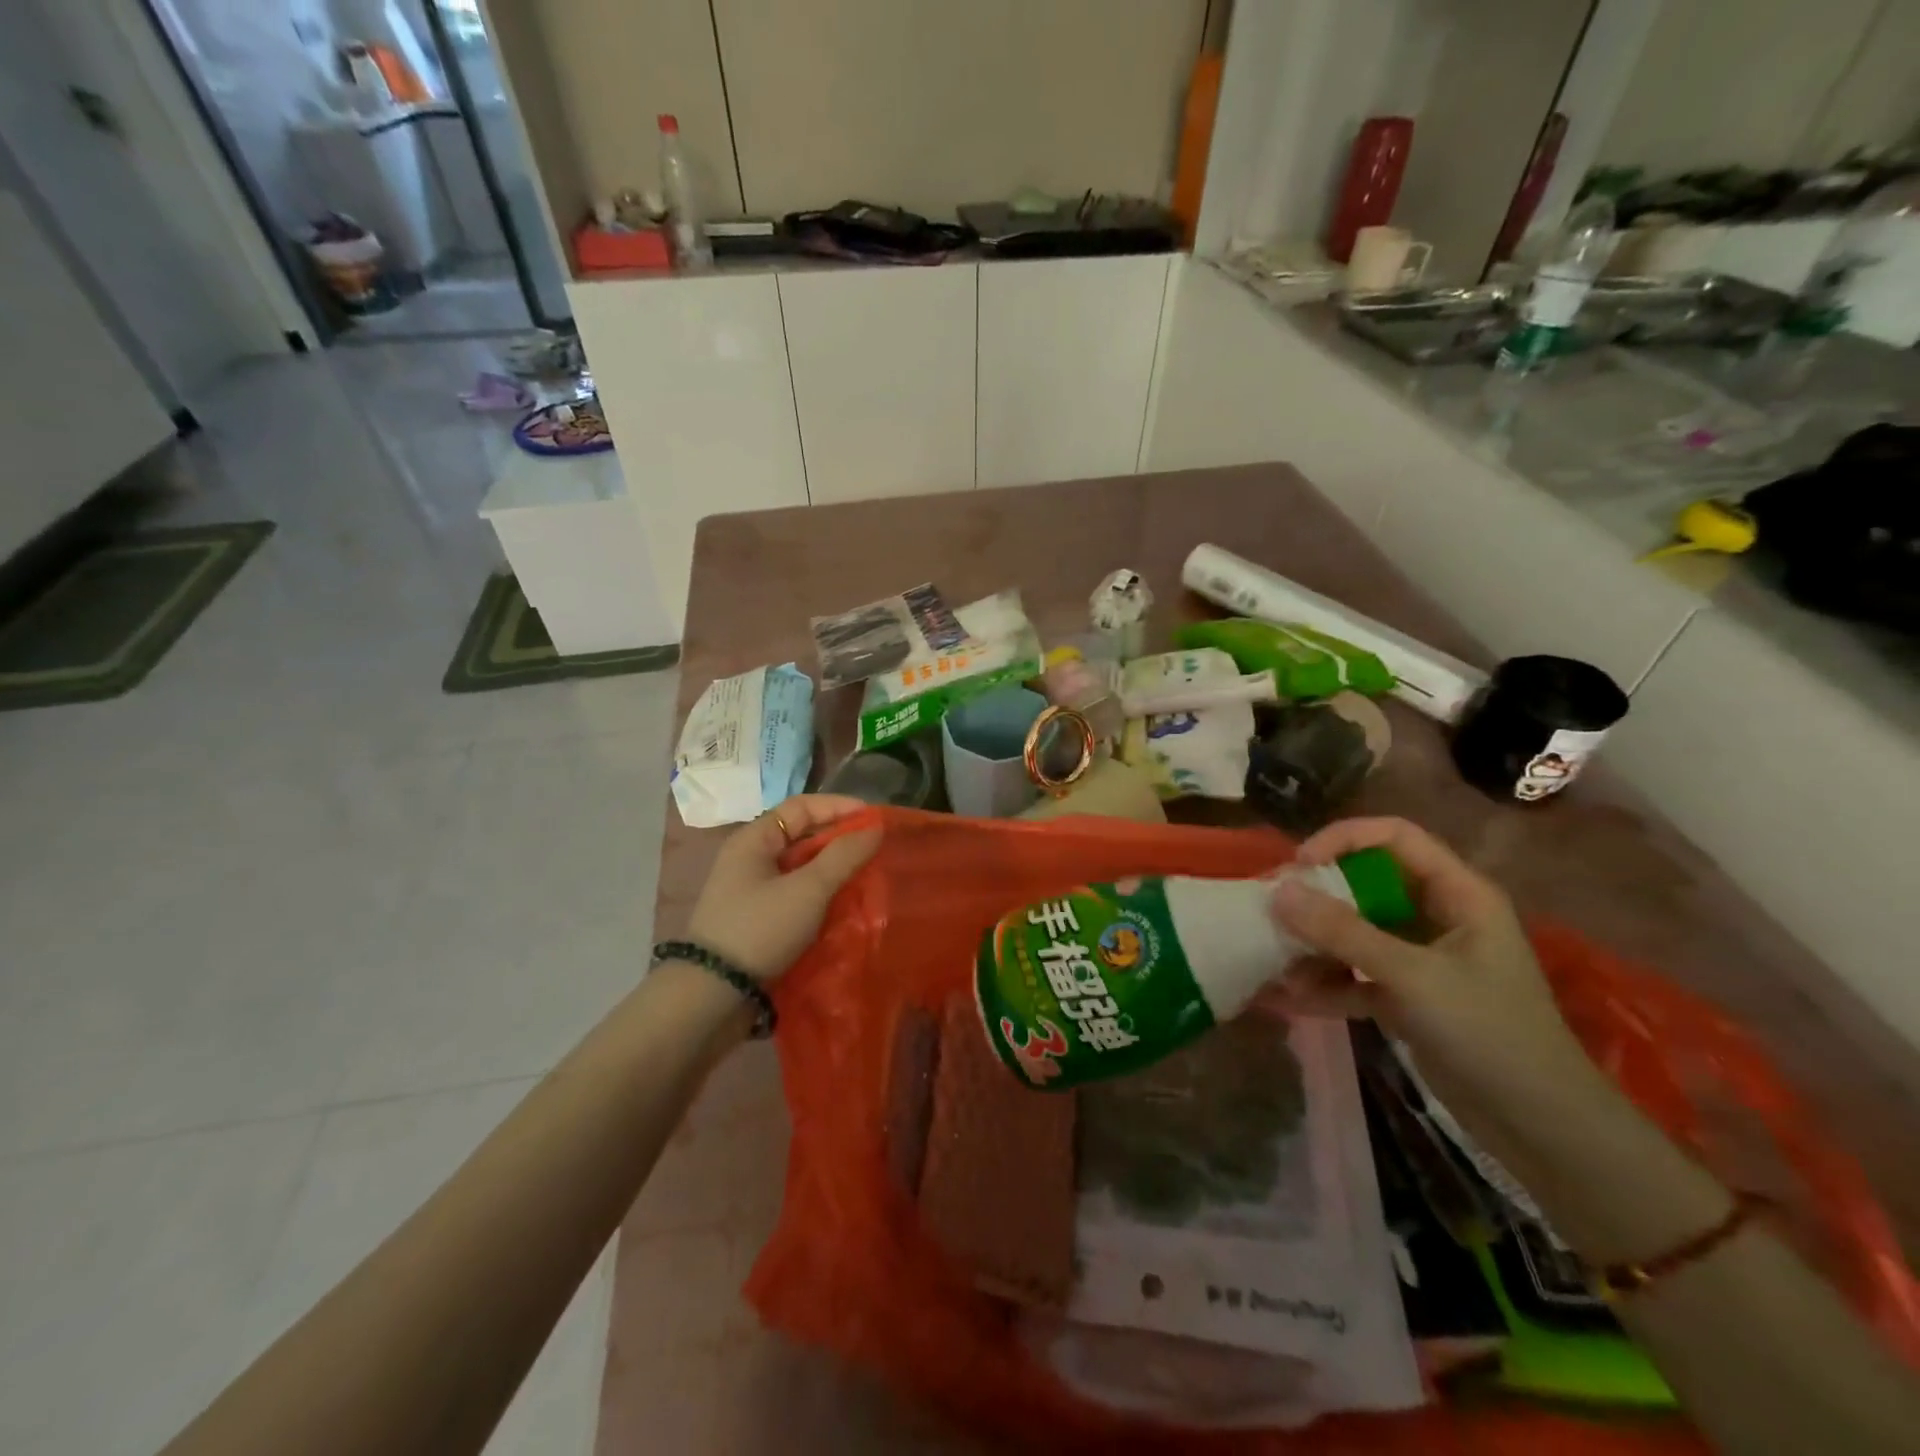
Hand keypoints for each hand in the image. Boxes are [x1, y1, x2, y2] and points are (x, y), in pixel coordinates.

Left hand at [684, 795, 880, 981]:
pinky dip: (821, 895)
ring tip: (866, 876)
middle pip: (802, 836)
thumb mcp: (808, 890)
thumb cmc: (760, 929)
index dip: (839, 807)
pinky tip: (844, 906)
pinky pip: (796, 895)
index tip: (874, 819)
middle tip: (875, 849)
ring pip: (801, 868)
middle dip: (839, 840)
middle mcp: (750, 858)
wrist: (712, 995)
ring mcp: (752, 891)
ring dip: (833, 869)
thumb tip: (875, 828)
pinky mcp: (757, 920)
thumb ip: (844, 856)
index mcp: (754, 839)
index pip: (801, 806)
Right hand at [1264, 816, 1609, 1127]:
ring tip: (1272, 960)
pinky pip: (1355, 976)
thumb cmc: (1490, 1034)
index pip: (1394, 837)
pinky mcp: (1406, 998)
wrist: (1544, 1130)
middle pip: (1366, 883)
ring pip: (1355, 932)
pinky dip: (1325, 985)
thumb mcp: (1413, 977)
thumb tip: (1278, 891)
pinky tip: (1286, 999)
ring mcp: (1420, 959)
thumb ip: (1343, 933)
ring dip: (1314, 945)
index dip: (1343, 839)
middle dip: (1316, 896)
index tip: (1299, 865)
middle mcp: (1437, 917)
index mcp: (1458, 894)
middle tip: (1270, 910)